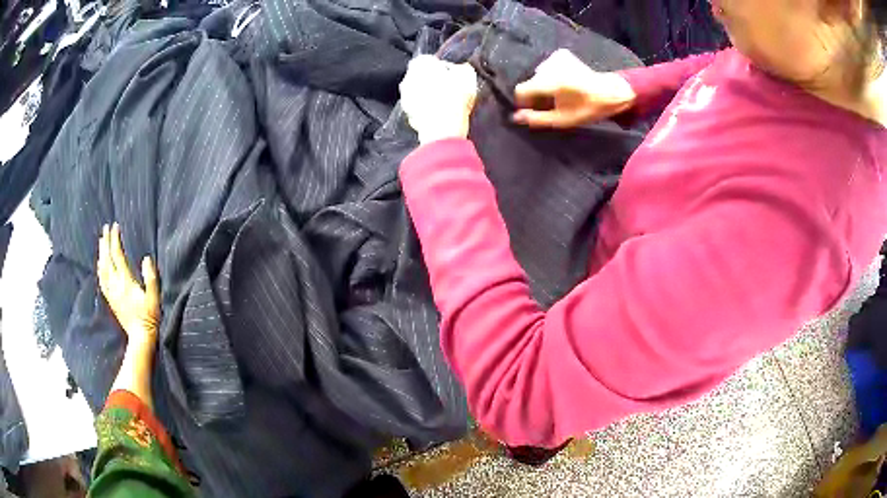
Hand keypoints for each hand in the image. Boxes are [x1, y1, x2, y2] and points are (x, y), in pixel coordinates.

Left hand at [98, 223, 159, 351]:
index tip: (115, 226)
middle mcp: (116, 285)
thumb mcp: (154, 297)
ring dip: (101, 253)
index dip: (115, 240)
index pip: (118, 255)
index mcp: (126, 281)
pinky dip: (100, 269)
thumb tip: (146, 258)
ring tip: (101, 241)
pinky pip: (102, 281)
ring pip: (103, 269)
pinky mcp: (111, 300)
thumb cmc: (150, 317)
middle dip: (106, 243)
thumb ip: (151, 277)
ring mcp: (112, 293)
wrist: (140, 337)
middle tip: (105, 228)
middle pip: (108, 260)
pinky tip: (100, 264)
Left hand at [399, 55, 477, 143]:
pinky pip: (420, 110)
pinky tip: (441, 115)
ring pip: (419, 94)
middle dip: (433, 81)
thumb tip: (460, 69)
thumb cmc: (455, 96)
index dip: (442, 66)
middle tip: (450, 88)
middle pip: (421, 77)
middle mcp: (406, 79)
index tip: (453, 74)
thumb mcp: (467, 75)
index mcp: (419, 64)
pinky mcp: (408, 117)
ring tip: (447, 103)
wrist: (443, 129)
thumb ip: (461, 68)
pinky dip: (428, 111)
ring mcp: (405, 100)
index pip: (430, 60)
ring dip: (429, 96)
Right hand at [512, 49, 635, 127]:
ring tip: (561, 92)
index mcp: (550, 82)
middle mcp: (549, 66)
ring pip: (539, 74)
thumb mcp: (563, 119)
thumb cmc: (588, 108)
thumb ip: (537, 119)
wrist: (610, 91)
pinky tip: (565, 81)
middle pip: (531, 82)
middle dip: (537, 93)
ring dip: (545, 83)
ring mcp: (555, 57)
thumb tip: (516, 117)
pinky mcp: (561, 53)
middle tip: (552, 103)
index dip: (524, 100)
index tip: (532, 108)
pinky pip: (548, 66)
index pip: (521, 89)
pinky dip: (552, 73)